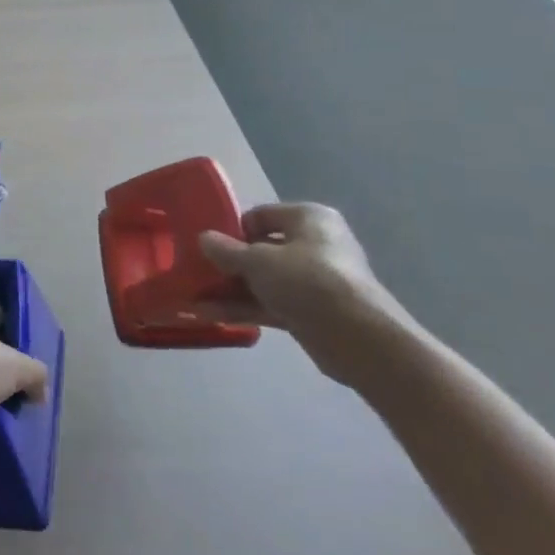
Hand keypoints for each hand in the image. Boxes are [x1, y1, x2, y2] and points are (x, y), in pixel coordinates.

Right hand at [196, 203, 414, 387]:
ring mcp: (315, 281)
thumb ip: (226, 250)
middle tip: (199, 272)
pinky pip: (271, 304)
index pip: (261, 215)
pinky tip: (211, 314)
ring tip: (195, 296)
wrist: (359, 339)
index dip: (233, 229)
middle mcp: (315, 245)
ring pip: (264, 280)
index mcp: (308, 219)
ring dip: (231, 289)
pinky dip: (245, 308)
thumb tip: (203, 238)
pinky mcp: (313, 312)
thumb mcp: (257, 260)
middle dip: (230, 263)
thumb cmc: (307, 281)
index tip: (210, 246)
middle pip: (262, 249)